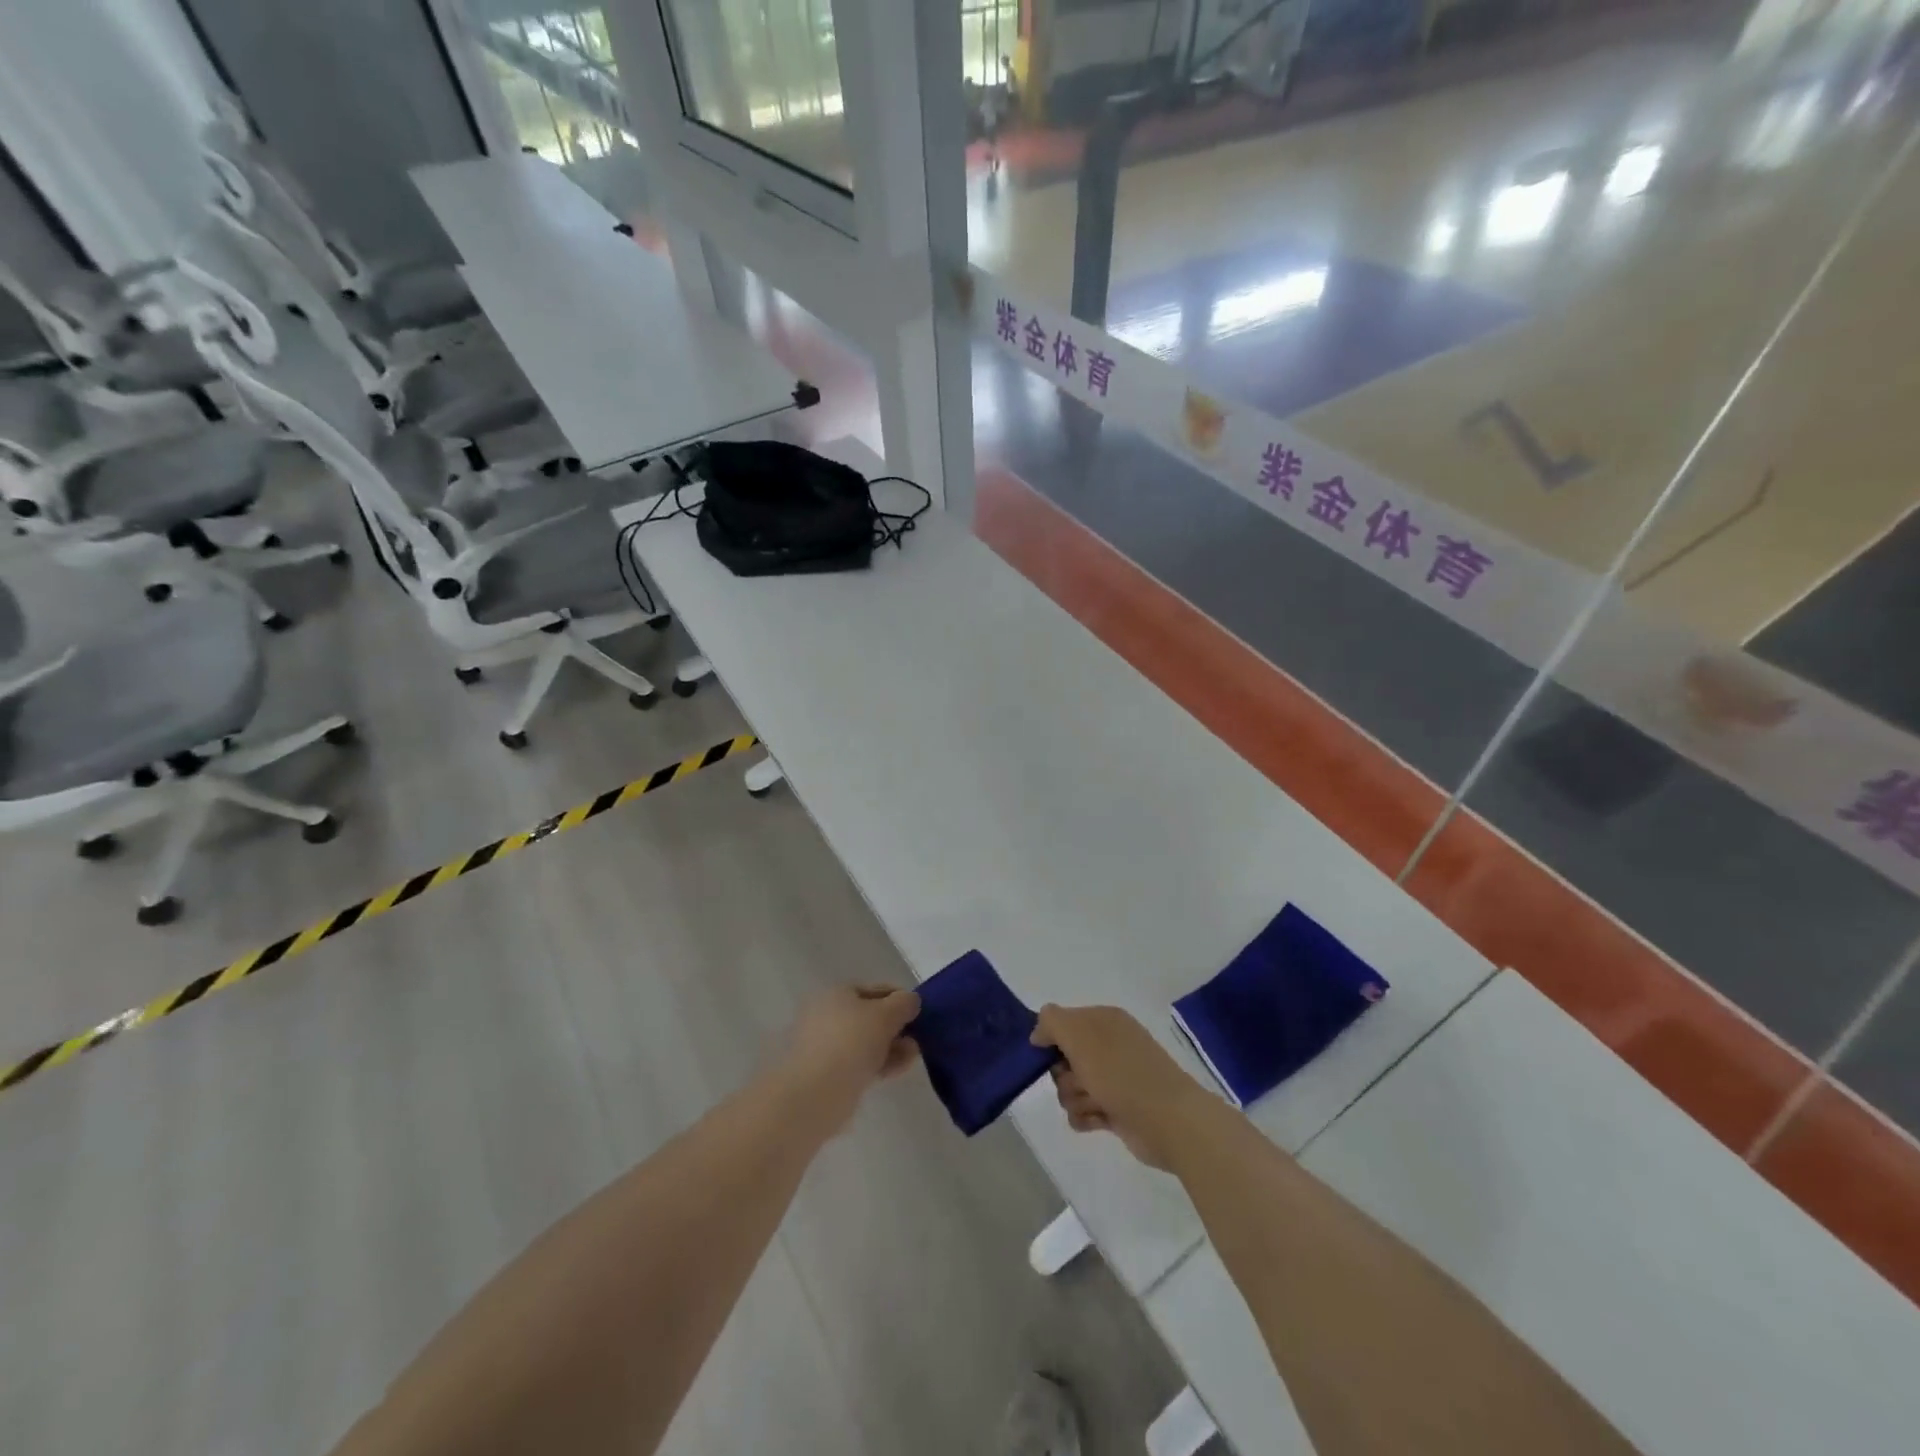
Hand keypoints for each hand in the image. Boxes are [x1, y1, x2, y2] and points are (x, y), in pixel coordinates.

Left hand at [777, 984, 921, 1133]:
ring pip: (866, 1041)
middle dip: (896, 1027)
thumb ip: (903, 1004)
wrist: (816, 1093)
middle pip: (871, 1017)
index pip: (876, 990)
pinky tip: (896, 1071)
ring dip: (891, 1046)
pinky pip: (859, 1062)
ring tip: (912, 1056)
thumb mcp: (886, 1014)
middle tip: (917, 1038)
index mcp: (837, 993)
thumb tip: (910, 1001)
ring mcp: (825, 1045)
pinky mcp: (827, 1073)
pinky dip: (878, 1063)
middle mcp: (828, 1014)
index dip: (900, 999)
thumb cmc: (852, 1042)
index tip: (919, 1014)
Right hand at [1031, 1004, 1215, 1170]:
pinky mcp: (1117, 1109)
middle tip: (1079, 1081)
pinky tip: (1097, 1120)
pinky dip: (1086, 1117)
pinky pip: (1084, 1111)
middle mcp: (1109, 1046)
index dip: (1052, 1039)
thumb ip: (1052, 1022)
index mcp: (1105, 1020)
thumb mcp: (1080, 1035)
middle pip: (1064, 1058)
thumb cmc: (1120, 1072)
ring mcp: (1114, 1079)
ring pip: (1072, 1087)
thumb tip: (1039, 1033)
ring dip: (1076, 1098)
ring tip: (1095, 1104)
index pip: (1063, 1022)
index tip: (1047, 1055)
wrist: (1168, 1120)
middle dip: (1063, 1074)